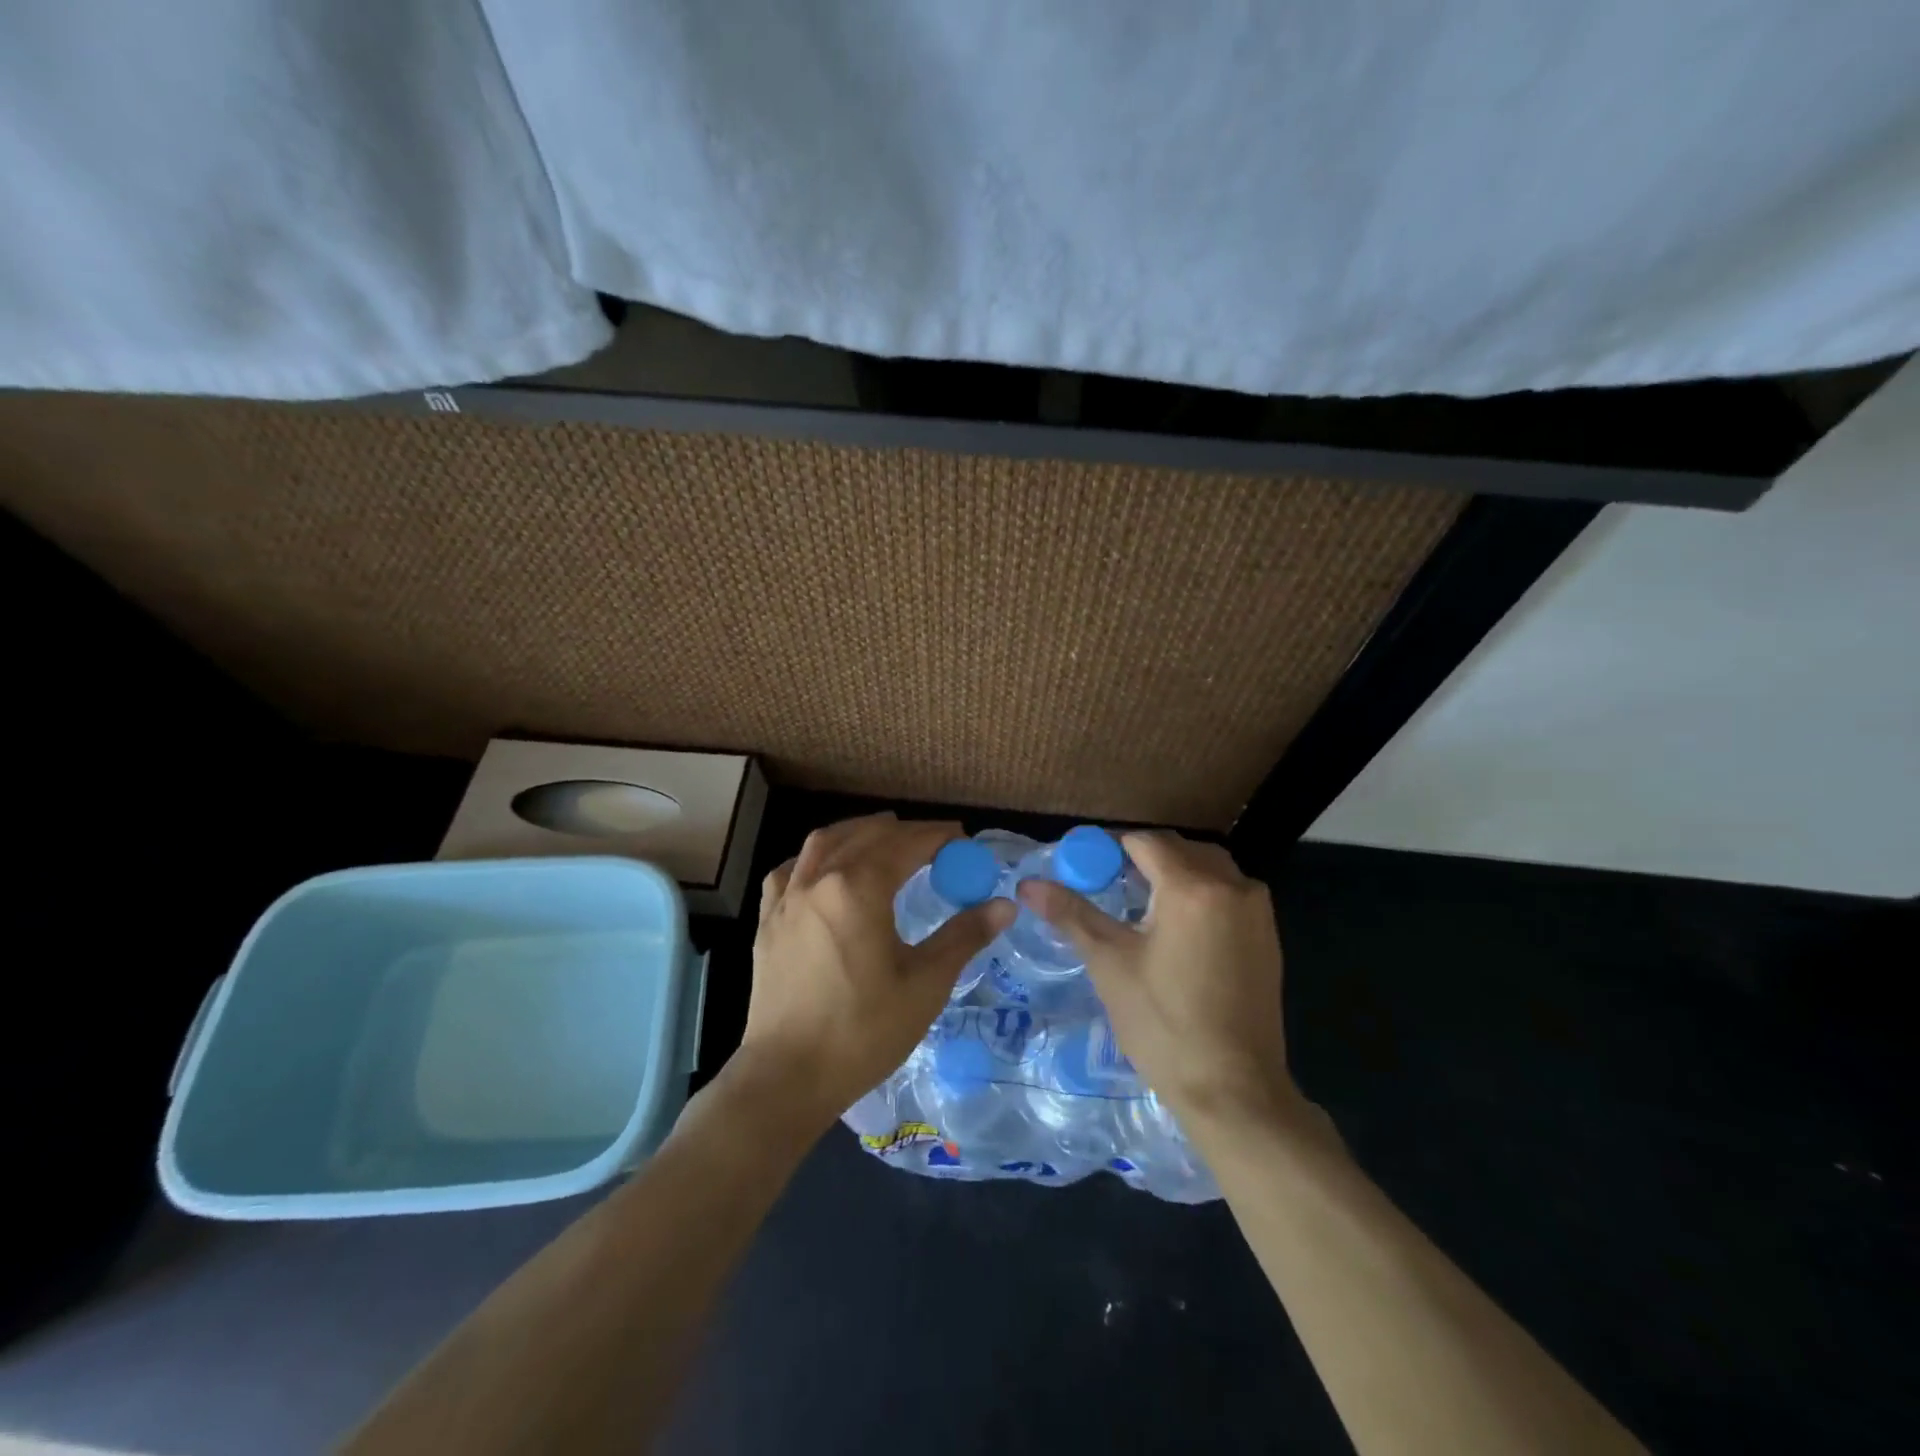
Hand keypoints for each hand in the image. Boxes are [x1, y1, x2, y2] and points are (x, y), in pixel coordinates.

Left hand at [737, 813, 1014, 1128]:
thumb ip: (964, 936)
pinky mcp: (768, 920)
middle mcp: (819, 879)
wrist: (787, 1076)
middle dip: (904, 832)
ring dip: (859, 833)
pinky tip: (825, 869)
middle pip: (867, 835)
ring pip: (824, 842)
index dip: (938, 837)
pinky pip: (791, 869)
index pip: (906, 844)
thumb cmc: (863, 1031)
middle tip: (934, 844)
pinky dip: (815, 857)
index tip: (962, 840)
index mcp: (859, 887)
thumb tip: (1005, 905)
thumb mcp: (925, 984)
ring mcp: (787, 898)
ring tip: (885, 840)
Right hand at [1018, 831, 1302, 1127]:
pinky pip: (1228, 893)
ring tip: (1140, 906)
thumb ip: (1071, 914)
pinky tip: (1177, 929)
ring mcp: (1257, 911)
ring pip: (1208, 868)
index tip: (1086, 866)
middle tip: (1109, 886)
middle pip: (1180, 849)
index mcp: (1192, 887)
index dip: (1111, 848)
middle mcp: (1233, 886)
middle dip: (1143, 859)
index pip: (1145, 841)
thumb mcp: (1110, 964)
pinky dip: (1200, 894)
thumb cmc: (1163, 1025)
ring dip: (1174, 874)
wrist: (1235, 1091)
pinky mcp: (1269, 936)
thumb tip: (1028, 884)